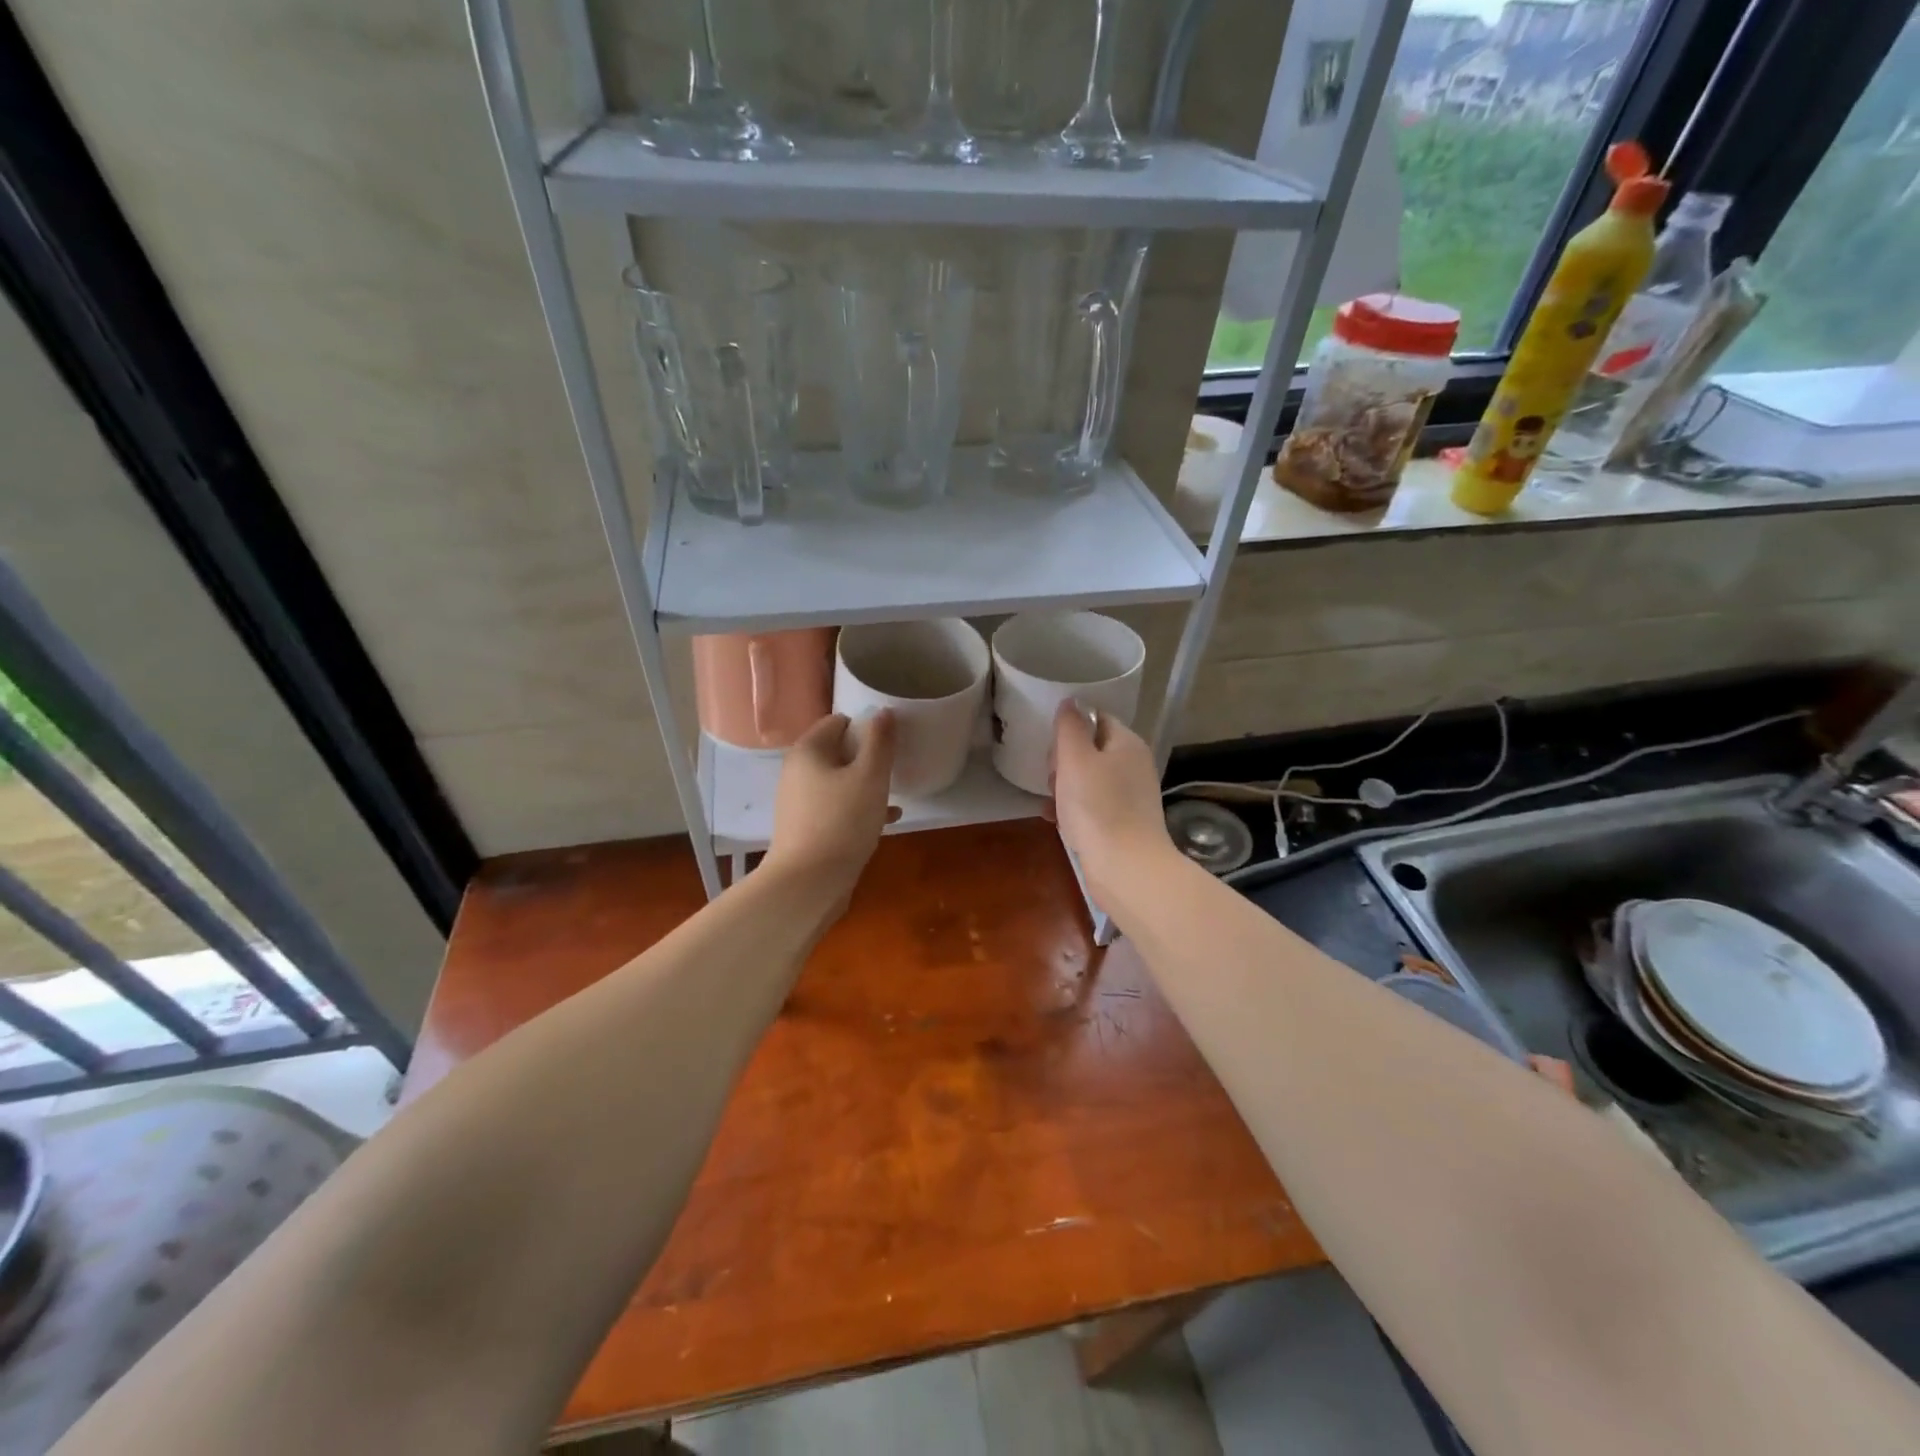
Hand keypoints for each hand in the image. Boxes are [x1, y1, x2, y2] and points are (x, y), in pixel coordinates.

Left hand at [764, 712, 897, 904]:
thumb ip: (880, 742)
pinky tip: (886, 819)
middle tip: (893, 768)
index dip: (866, 727)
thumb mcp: (870, 777)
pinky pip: (836, 806)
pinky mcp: (805, 826)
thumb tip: (884, 712)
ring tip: (893, 793)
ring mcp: (798, 801)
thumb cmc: (842, 821)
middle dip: (867, 757)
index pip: (838, 721)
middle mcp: (797, 770)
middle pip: (837, 751)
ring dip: (865, 784)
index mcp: (808, 750)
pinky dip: (858, 807)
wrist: (808, 882)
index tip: (890, 742)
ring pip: (838, 781)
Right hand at [1047, 701, 1173, 902]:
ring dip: (1064, 787)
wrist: (1126, 869)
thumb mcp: (1075, 759)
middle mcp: (1133, 766)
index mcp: (1127, 743)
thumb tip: (1070, 702)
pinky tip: (1055, 820)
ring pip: (1088, 779)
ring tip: (1052, 802)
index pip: (1097, 718)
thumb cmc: (1097, 808)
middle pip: (1091, 749)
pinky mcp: (1123, 823)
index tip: (1052, 748)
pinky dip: (1073, 809)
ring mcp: (1130, 796)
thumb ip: (1070, 727)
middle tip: (1052, 778)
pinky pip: (1092, 805)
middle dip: (1064, 761)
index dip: (1070, 728)